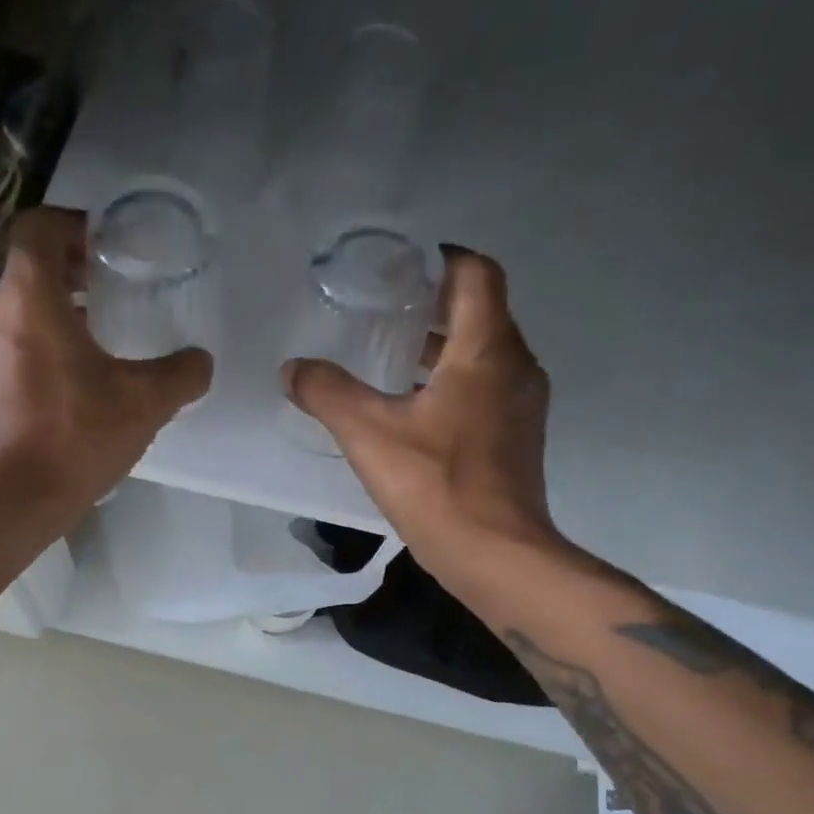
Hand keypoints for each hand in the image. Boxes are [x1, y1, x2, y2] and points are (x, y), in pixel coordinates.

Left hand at [0, 207, 211, 531]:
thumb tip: (200, 362)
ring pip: (16, 313)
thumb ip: (180, 374)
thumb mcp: (142, 404)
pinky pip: (7, 350)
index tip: (107, 244)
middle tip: (112, 289)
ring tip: (98, 341)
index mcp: (27, 299)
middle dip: (71, 272)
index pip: (38, 227)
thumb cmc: (71, 439)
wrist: (5, 505)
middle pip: (28, 270)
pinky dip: (37, 349)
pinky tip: (71, 388)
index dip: (73, 224)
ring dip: (55, 314)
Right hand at [282, 246, 566, 579]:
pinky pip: (486, 387)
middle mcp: (514, 366)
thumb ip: (327, 393)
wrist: (496, 554)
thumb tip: (292, 368)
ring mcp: (521, 404)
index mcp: (486, 350)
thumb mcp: (369, 434)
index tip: (401, 266)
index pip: (477, 274)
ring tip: (390, 354)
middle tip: (384, 307)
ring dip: (443, 346)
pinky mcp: (516, 437)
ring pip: (484, 353)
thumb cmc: (436, 484)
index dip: (442, 259)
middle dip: (435, 303)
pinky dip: (453, 381)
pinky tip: (412, 407)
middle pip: (481, 312)